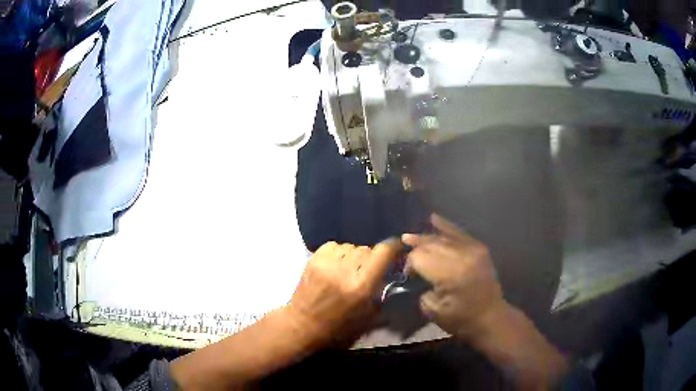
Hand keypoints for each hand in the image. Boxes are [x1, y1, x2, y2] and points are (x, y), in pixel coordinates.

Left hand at [287, 239, 400, 346]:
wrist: (303, 324)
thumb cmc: (338, 326)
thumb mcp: (368, 316)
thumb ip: (382, 292)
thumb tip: (393, 272)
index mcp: (361, 286)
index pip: (383, 252)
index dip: (393, 247)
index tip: (397, 248)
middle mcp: (345, 270)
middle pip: (367, 249)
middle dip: (371, 258)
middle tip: (366, 271)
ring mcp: (327, 263)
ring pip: (351, 246)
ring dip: (354, 256)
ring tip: (349, 269)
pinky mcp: (313, 259)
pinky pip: (334, 245)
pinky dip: (339, 253)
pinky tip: (336, 266)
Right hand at [403, 214, 505, 339]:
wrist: (490, 317)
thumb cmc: (460, 319)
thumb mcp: (433, 310)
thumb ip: (421, 288)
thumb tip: (416, 274)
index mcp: (449, 275)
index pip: (420, 257)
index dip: (410, 263)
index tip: (407, 275)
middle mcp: (461, 257)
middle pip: (431, 245)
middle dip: (416, 249)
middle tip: (405, 256)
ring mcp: (472, 250)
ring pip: (443, 238)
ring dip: (426, 237)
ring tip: (410, 237)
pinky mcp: (479, 248)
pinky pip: (460, 234)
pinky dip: (446, 226)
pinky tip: (433, 218)